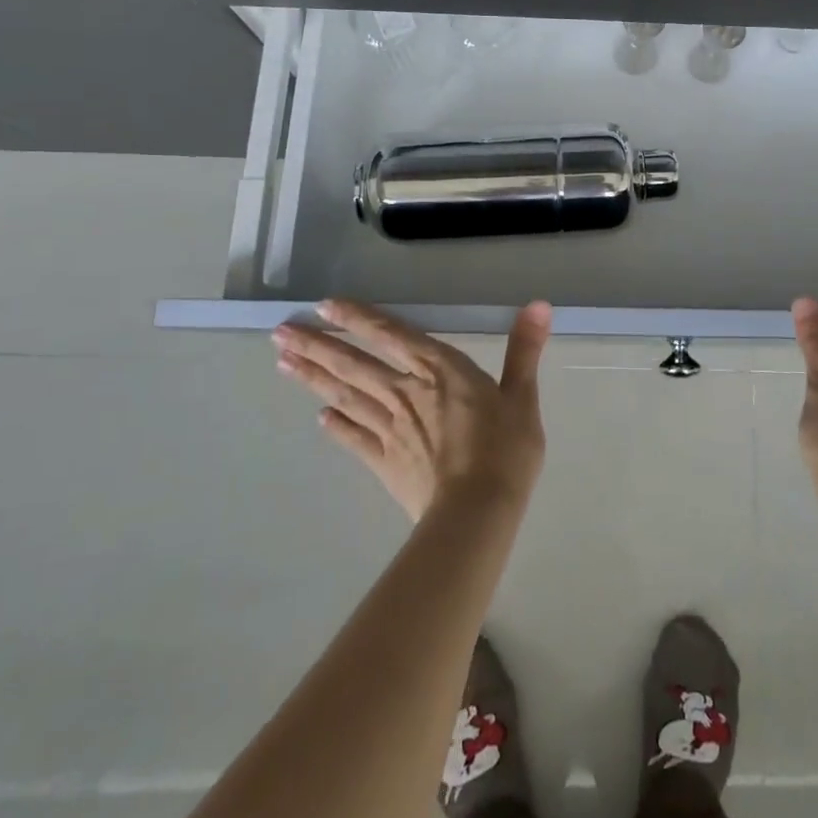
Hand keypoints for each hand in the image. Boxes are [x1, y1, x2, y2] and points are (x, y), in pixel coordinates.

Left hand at [273, 299, 550, 521]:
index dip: (358, 319)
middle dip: (317, 346)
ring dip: (314, 379)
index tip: (325, 306)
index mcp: (439, 369)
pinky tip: (320, 419)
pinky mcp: (384, 462)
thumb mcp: (522, 396)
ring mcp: (390, 428)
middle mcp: (406, 391)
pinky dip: (337, 427)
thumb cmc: (505, 449)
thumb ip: (524, 349)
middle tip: (279, 333)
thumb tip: (538, 304)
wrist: (477, 512)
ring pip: (346, 396)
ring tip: (283, 363)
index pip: (391, 335)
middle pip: (354, 364)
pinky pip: (355, 439)